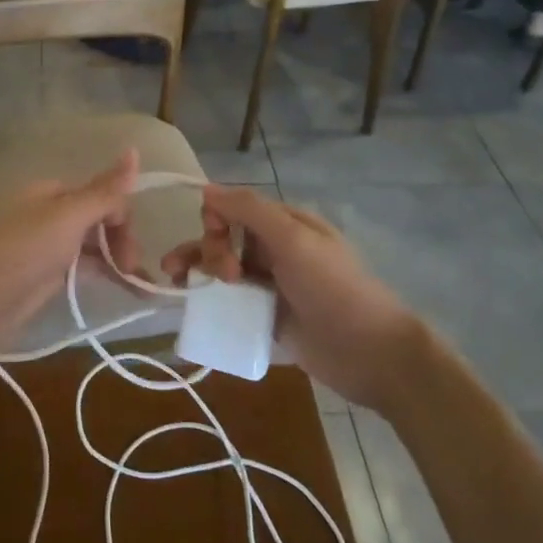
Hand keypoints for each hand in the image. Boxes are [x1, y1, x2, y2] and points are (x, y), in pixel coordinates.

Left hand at [0, 152, 140, 360]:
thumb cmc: (22, 252)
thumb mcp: (67, 217)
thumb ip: (104, 191)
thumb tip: (135, 150)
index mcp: (54, 192)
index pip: (103, 195)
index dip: (122, 218)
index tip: (132, 250)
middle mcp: (53, 215)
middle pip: (101, 220)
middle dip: (123, 240)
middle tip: (133, 270)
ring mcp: (50, 247)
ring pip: (95, 246)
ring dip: (120, 260)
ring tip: (141, 287)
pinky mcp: (48, 278)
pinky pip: (86, 270)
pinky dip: (107, 276)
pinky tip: (127, 290)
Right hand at [161, 185, 417, 407]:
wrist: (370, 353)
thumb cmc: (333, 288)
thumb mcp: (293, 240)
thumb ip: (250, 211)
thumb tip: (206, 189)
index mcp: (284, 223)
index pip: (234, 208)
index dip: (217, 219)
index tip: (219, 239)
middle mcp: (274, 248)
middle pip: (224, 237)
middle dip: (208, 248)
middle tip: (226, 277)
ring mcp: (269, 283)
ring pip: (221, 268)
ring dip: (196, 268)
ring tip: (173, 281)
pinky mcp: (265, 315)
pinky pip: (228, 300)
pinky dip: (207, 297)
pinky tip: (189, 303)